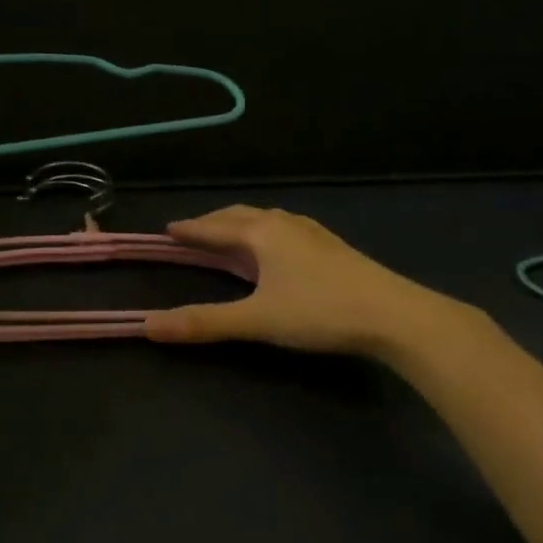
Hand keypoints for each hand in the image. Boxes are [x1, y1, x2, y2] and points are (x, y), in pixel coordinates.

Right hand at [144, 206, 480, 358]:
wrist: (394, 315)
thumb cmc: (319, 312)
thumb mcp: (257, 320)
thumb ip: (204, 323)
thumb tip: (148, 326)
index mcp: (262, 233)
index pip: (215, 227)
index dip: (190, 229)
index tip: (168, 228)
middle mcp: (284, 223)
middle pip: (240, 216)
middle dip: (213, 222)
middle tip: (192, 232)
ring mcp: (312, 232)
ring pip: (266, 219)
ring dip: (240, 225)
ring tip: (229, 236)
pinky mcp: (331, 246)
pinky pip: (285, 228)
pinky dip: (265, 232)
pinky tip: (276, 248)